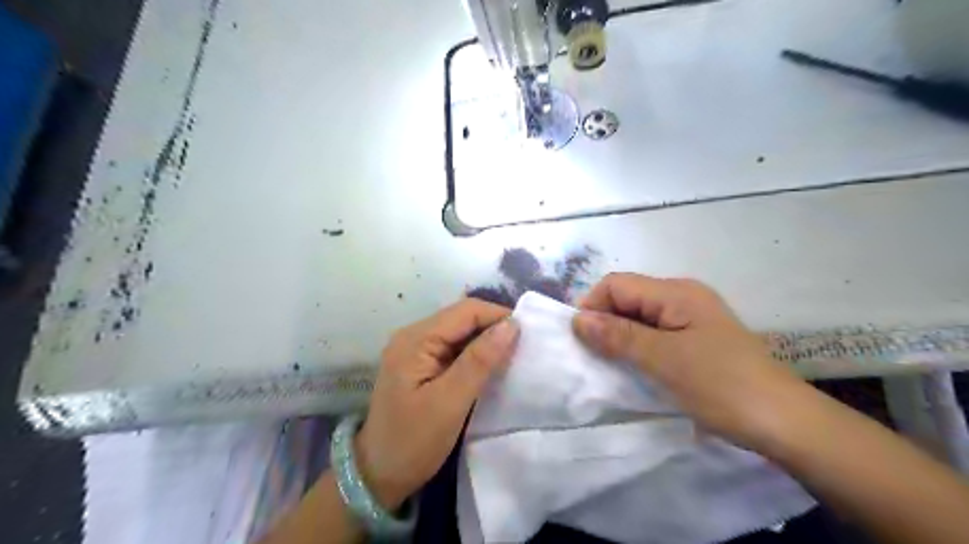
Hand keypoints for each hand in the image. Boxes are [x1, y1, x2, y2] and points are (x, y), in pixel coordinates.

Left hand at [355, 297, 522, 508]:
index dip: (498, 316)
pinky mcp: (422, 365)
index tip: (529, 334)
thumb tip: (512, 325)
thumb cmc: (413, 442)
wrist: (378, 475)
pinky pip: (454, 349)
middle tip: (525, 346)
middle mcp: (414, 336)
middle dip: (494, 328)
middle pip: (462, 318)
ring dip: (487, 341)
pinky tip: (492, 366)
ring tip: (514, 355)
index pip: (465, 311)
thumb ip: (480, 361)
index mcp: (416, 339)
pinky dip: (476, 354)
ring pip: (461, 333)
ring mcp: (416, 350)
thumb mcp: (450, 402)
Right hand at [570, 271, 811, 450]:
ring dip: (619, 336)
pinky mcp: (695, 338)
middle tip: (593, 356)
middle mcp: (682, 297)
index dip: (592, 305)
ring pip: (639, 317)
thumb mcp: (663, 360)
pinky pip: (654, 333)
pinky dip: (637, 346)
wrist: (784, 422)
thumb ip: (618, 336)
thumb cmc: (722, 386)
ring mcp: (691, 318)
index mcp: (676, 292)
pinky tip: (634, 366)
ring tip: (610, 363)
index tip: (580, 339)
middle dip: (604, 321)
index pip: (616, 284)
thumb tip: (577, 319)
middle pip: (628, 297)